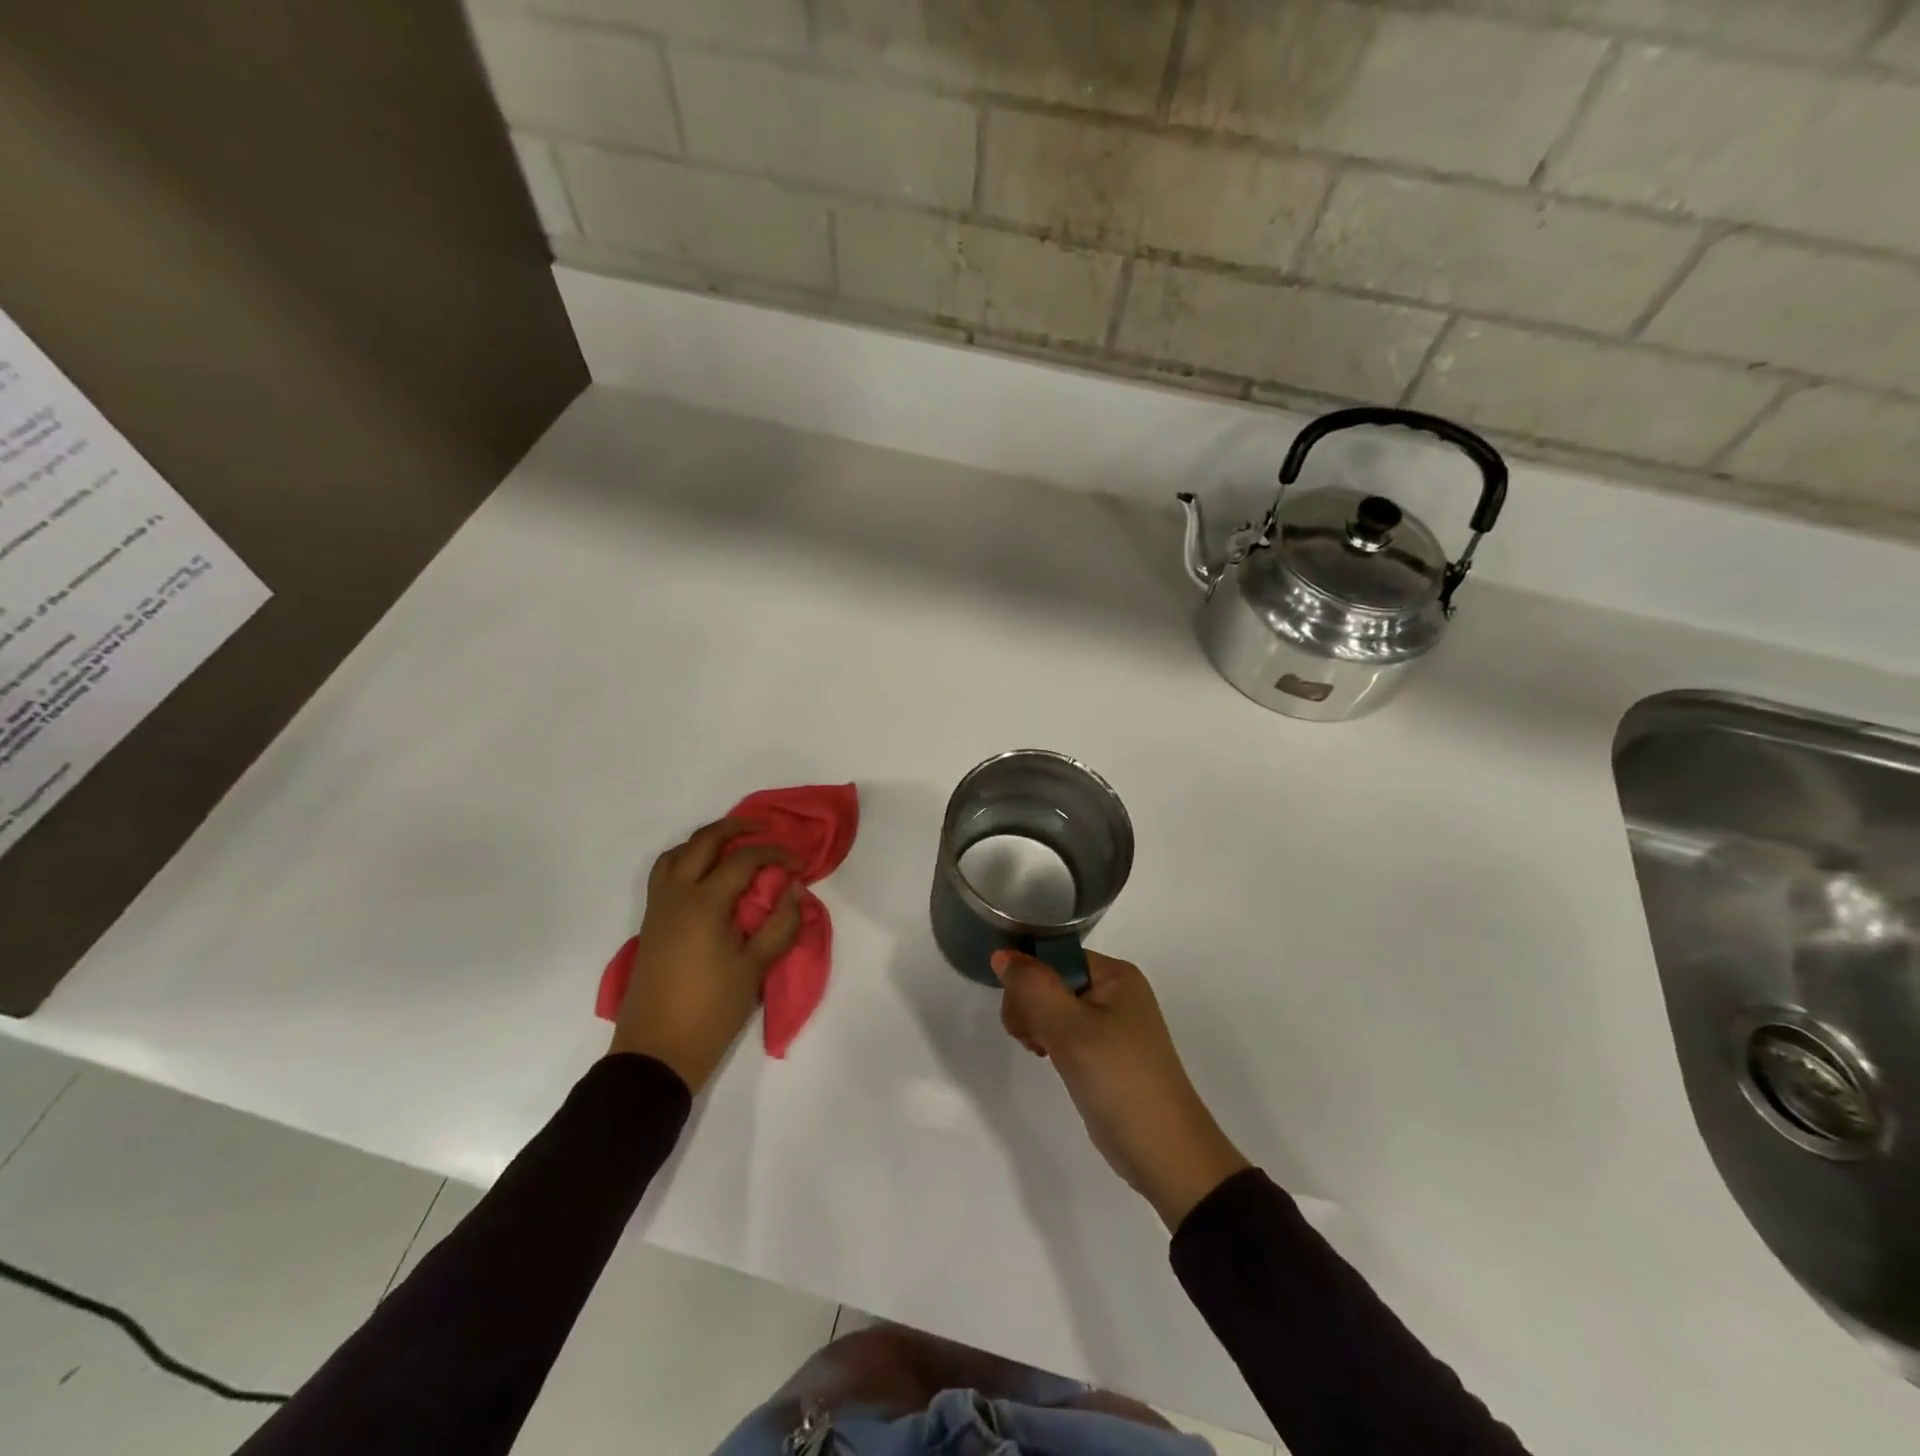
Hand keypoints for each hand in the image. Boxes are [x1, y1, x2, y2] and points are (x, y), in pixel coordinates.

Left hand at [609, 818, 802, 1091]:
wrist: (656, 1052)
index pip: (743, 859)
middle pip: (704, 841)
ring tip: (734, 847)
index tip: (800, 863)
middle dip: (737, 828)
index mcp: (704, 903)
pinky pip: (665, 874)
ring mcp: (658, 908)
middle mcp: (676, 895)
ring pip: (677, 853)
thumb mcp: (755, 969)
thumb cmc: (711, 1011)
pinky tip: (708, 878)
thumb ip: (780, 925)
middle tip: (766, 830)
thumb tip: (795, 890)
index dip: (776, 853)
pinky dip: (687, 861)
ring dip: (706, 841)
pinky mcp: (650, 924)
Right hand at [994, 949, 1249, 1230]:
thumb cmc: (1118, 1079)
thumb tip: (1002, 955)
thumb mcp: (1070, 1028)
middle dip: (1030, 1005)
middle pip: (1052, 980)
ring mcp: (1111, 1023)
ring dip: (1036, 1025)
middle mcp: (1116, 992)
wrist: (1163, 1152)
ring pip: (1054, 1006)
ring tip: (1039, 1051)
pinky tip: (1046, 1058)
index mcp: (1116, 975)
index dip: (1029, 980)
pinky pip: (1065, 1030)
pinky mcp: (1104, 1052)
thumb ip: (1032, 987)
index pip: (1054, 957)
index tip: (1019, 1015)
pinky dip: (1050, 1040)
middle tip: (1031, 1040)